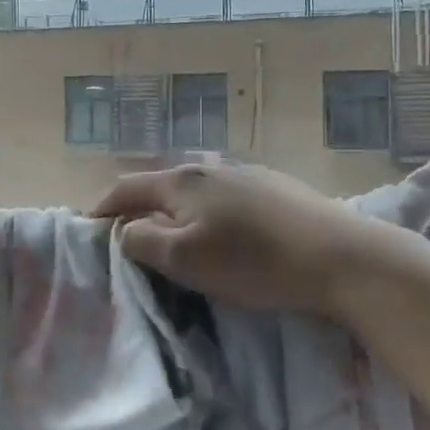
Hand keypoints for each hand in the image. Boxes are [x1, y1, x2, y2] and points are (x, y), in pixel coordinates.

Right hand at [91, 161, 395, 320]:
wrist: (342, 256)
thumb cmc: (255, 261)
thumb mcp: (185, 258)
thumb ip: (142, 240)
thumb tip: (124, 230)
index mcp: (181, 181)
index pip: (125, 188)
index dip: (101, 209)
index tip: (88, 231)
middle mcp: (209, 168)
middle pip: (159, 187)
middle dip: (138, 212)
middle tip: (130, 244)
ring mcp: (245, 174)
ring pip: (194, 194)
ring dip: (175, 215)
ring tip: (175, 242)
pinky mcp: (274, 189)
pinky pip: (224, 200)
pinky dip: (208, 216)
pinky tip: (224, 237)